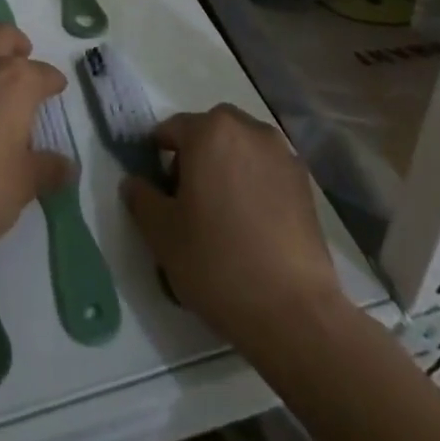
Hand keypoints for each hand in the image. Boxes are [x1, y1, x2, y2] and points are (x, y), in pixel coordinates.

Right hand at [121, 104, 340, 344]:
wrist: (293, 311)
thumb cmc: (217, 262)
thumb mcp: (162, 233)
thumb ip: (142, 198)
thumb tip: (134, 183)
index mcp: (210, 131)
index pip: (172, 129)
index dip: (158, 156)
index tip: (157, 188)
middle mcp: (248, 130)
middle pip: (211, 132)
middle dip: (196, 155)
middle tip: (188, 199)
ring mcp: (282, 155)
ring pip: (241, 148)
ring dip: (227, 166)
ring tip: (223, 213)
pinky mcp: (305, 183)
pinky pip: (267, 170)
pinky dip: (254, 183)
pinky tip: (252, 224)